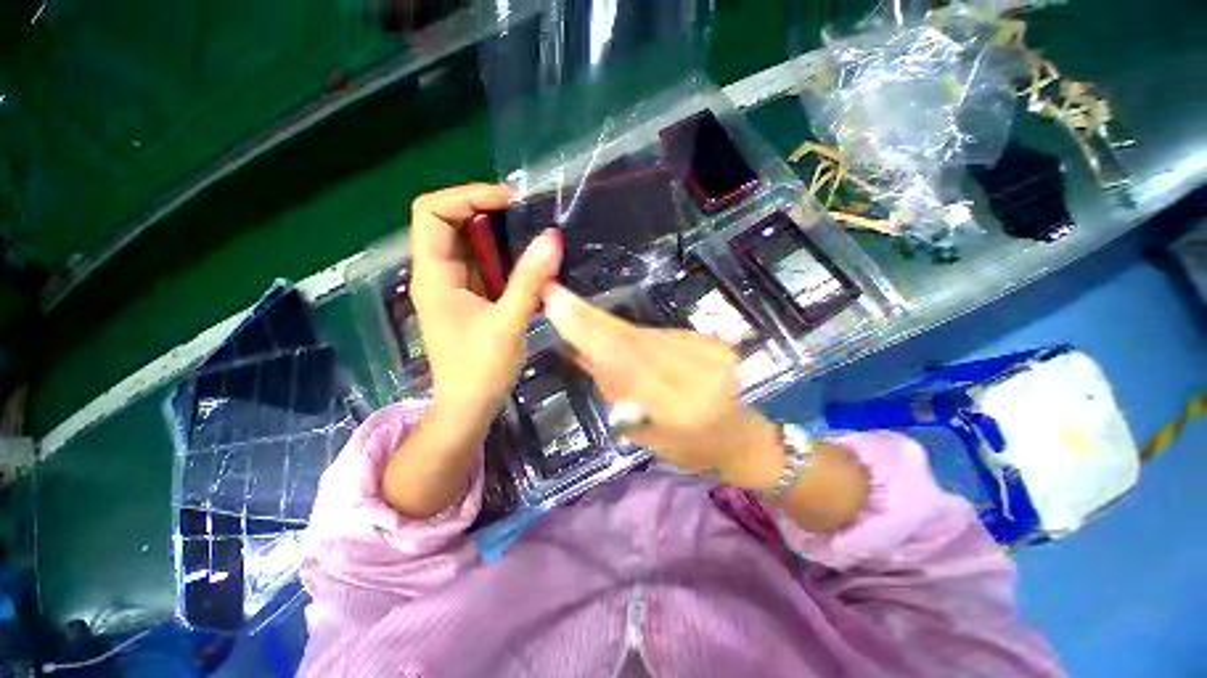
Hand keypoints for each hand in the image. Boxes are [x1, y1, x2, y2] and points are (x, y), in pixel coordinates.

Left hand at [409, 184, 562, 435]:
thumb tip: (551, 237)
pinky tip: (530, 266)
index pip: (432, 212)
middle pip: (451, 223)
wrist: (469, 409)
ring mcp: (454, 288)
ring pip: (470, 246)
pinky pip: (484, 267)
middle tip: (527, 216)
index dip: (467, 196)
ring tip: (534, 238)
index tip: (508, 201)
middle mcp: (438, 275)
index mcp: (434, 276)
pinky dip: (506, 260)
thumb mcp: (508, 323)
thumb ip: (529, 280)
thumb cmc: (481, 370)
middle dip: (487, 212)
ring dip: (500, 238)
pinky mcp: (469, 300)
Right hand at [541, 283, 783, 490]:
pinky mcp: (708, 338)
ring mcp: (707, 349)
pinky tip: (617, 338)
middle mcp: (698, 370)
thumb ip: (615, 389)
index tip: (556, 304)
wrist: (741, 434)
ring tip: (577, 317)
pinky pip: (657, 334)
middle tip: (555, 296)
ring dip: (607, 327)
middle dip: (590, 318)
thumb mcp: (648, 434)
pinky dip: (632, 336)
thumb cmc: (691, 447)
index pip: (626, 360)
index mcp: (681, 406)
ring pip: (642, 333)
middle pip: (632, 337)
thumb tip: (579, 351)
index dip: (589, 332)